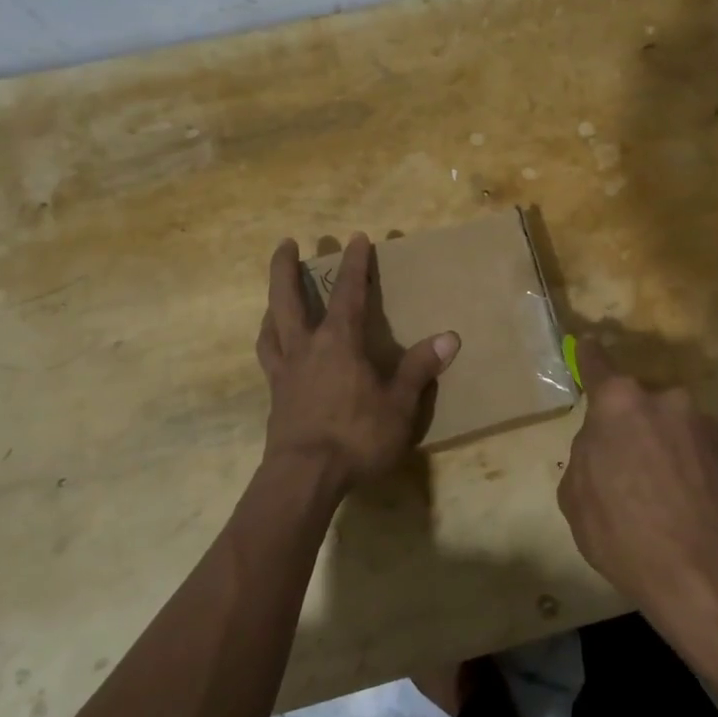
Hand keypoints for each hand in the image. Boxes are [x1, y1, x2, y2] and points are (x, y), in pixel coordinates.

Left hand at [255, 234, 459, 498]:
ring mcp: (285, 372)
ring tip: (276, 295)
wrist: (304, 478)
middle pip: (288, 298)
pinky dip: (270, 341)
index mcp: (339, 343)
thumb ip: (419, 369)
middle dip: (286, 268)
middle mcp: (306, 348)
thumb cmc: (356, 437)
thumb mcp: (399, 405)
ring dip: (273, 303)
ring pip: (272, 326)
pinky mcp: (275, 396)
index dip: (354, 264)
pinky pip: (269, 357)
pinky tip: (276, 346)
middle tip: (286, 243)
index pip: (348, 293)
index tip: (356, 238)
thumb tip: (448, 337)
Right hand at [557, 338, 717, 647]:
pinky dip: (691, 469)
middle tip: (628, 472)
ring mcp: (705, 425)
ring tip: (665, 498)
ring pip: (673, 428)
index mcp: (619, 405)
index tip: (589, 343)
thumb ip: (586, 454)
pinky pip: (700, 452)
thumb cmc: (624, 535)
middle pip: (638, 406)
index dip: (590, 356)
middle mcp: (665, 401)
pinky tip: (690, 507)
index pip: (598, 365)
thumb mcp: (576, 498)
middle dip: (632, 429)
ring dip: (665, 450)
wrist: (705, 575)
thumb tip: (603, 445)